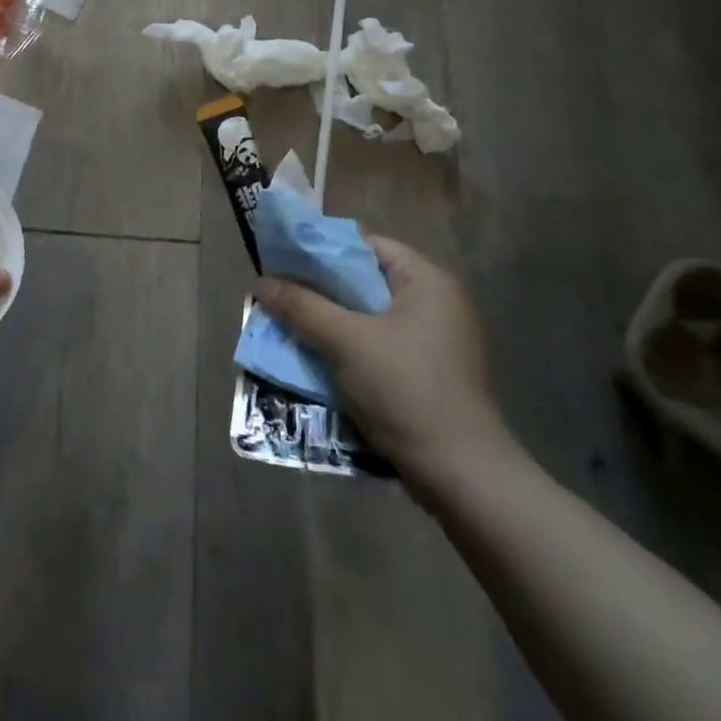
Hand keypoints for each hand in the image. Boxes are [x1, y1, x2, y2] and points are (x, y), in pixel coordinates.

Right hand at [256, 235, 515, 499]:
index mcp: (428, 282)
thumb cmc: (405, 390)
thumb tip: (260, 282)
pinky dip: (349, 348)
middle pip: (367, 282)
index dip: (324, 250)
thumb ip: (302, 307)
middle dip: (321, 290)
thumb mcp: (345, 342)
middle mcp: (437, 304)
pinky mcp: (430, 373)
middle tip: (281, 296)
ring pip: (370, 317)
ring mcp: (436, 342)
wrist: (460, 474)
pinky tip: (319, 360)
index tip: (285, 262)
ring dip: (331, 322)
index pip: (368, 246)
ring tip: (291, 326)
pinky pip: (379, 346)